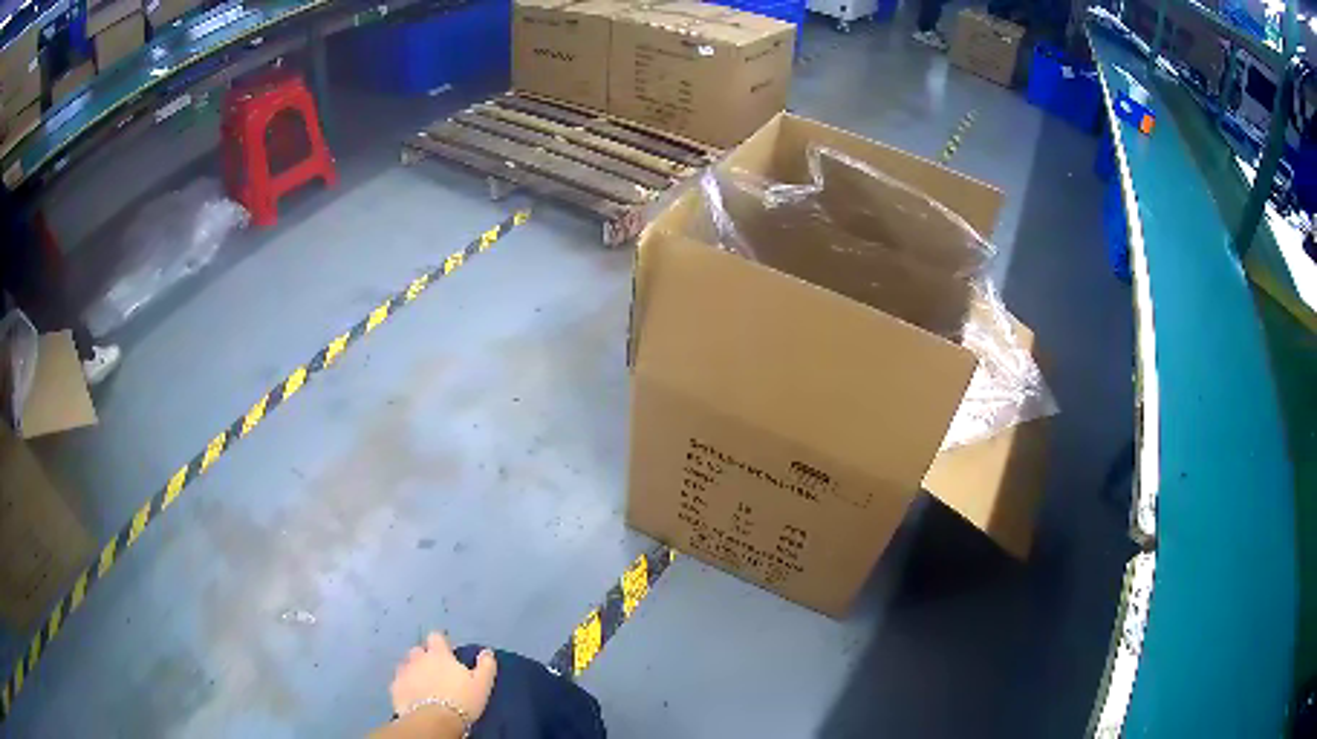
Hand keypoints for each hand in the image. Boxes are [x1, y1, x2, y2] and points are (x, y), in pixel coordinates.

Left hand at [390, 633, 496, 723]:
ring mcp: (403, 671)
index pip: (436, 637)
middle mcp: (418, 658)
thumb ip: (485, 665)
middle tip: (435, 672)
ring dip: (413, 670)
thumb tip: (486, 652)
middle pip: (419, 650)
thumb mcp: (482, 684)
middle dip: (424, 657)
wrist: (433, 720)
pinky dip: (405, 685)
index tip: (447, 653)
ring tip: (422, 684)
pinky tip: (412, 695)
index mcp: (439, 654)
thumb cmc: (461, 700)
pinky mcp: (394, 686)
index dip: (440, 643)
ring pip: (406, 665)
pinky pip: (399, 681)